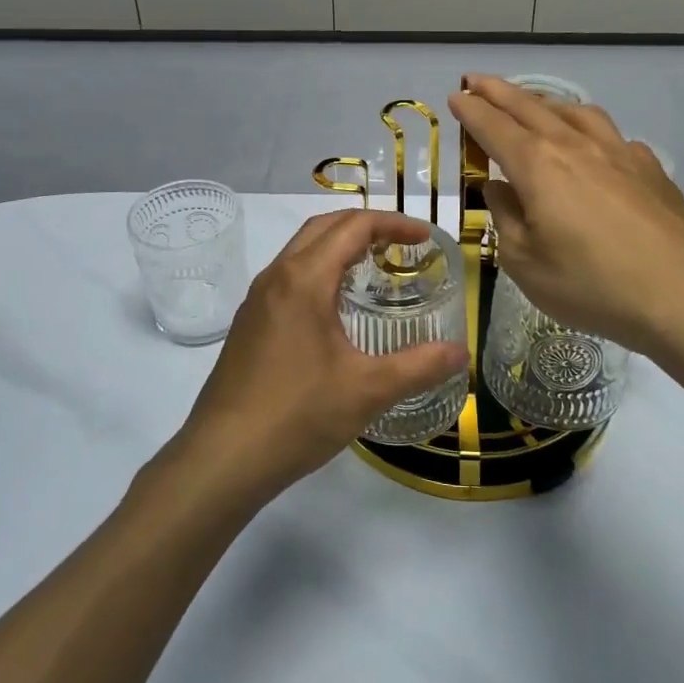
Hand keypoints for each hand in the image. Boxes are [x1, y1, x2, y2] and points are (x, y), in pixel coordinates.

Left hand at [172, 209, 468, 504]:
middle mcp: (276, 277)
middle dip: (365, 226)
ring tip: (374, 269)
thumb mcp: (368, 390)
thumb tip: (461, 353)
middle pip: (323, 227)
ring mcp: (257, 299)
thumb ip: (419, 366)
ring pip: (301, 250)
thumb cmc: (297, 415)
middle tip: (402, 245)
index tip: (425, 238)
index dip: (393, 224)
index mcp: (304, 279)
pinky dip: (319, 270)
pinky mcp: (248, 323)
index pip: (353, 227)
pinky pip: (288, 276)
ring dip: (338, 246)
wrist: (222, 458)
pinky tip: (335, 308)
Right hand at [448, 75, 683, 385]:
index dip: (470, 109)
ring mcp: (618, 152)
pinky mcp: (649, 168)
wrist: (683, 295)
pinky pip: (610, 135)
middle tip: (477, 80)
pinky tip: (592, 146)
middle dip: (498, 91)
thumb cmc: (592, 285)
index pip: (493, 126)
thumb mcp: (525, 263)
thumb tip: (497, 188)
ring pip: (574, 112)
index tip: (456, 96)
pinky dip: (588, 129)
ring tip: (532, 105)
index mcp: (537, 165)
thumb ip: (505, 217)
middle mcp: (575, 146)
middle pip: (529, 107)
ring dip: (544, 102)